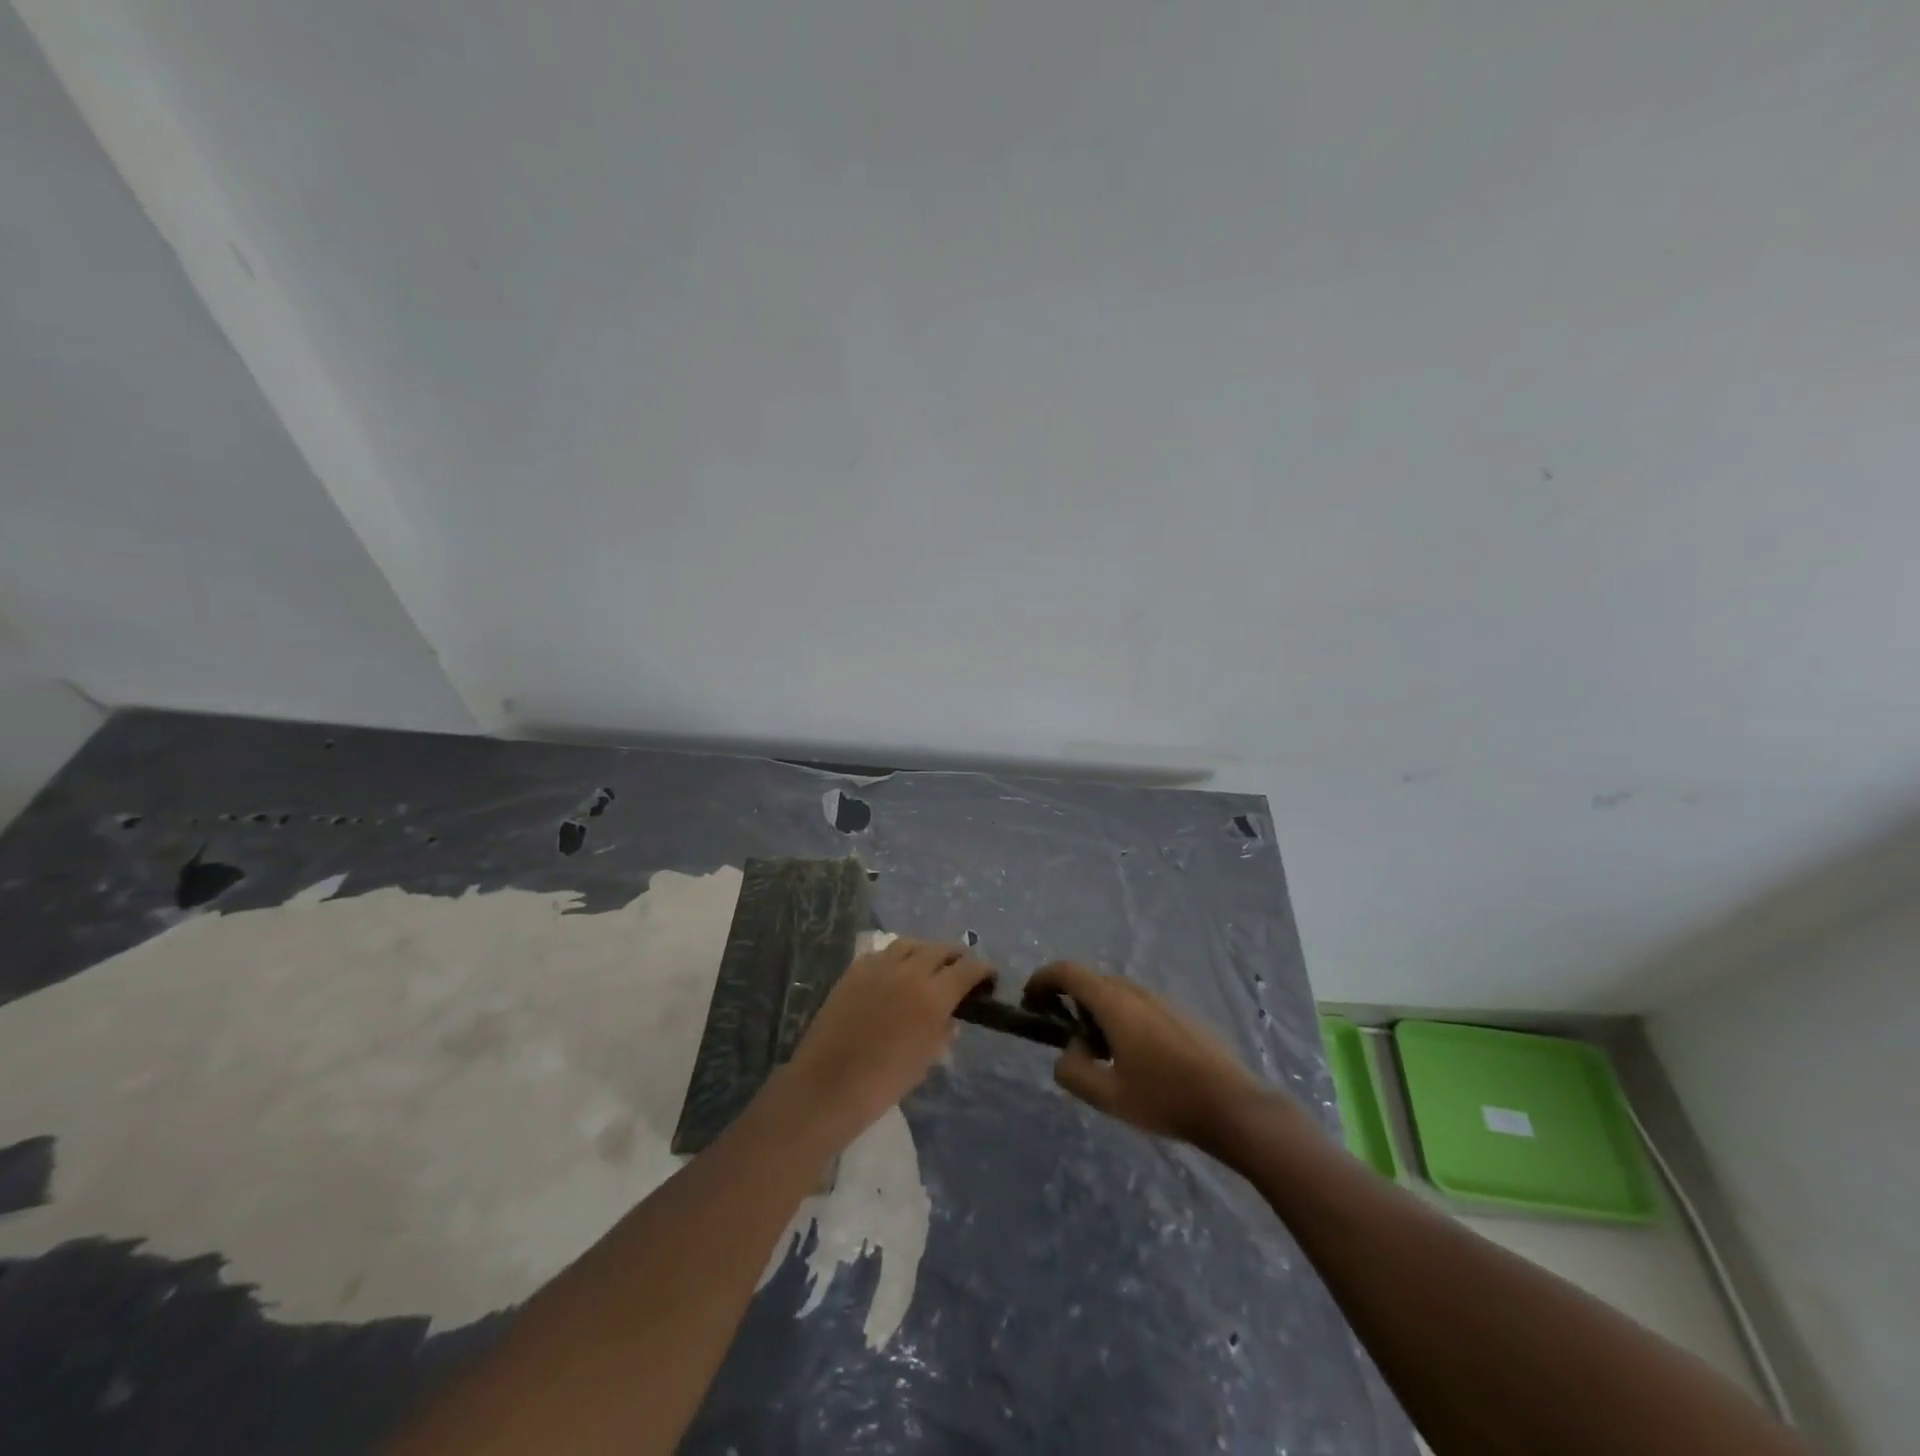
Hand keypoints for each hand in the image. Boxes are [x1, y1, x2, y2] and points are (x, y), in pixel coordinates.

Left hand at [780, 938, 993, 1147]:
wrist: (830, 1083)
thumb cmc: (885, 1081)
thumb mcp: (926, 1060)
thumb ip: (944, 1032)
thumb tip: (952, 1018)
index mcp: (934, 994)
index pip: (968, 968)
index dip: (983, 969)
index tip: (989, 978)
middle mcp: (911, 971)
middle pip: (941, 949)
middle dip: (957, 957)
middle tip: (960, 971)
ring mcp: (879, 966)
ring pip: (911, 943)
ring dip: (925, 952)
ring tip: (927, 966)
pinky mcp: (855, 969)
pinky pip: (882, 953)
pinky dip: (895, 958)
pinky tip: (894, 973)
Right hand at [1024, 961, 1267, 1149]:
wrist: (1233, 1106)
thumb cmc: (1165, 1098)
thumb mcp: (1107, 1095)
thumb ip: (1074, 1070)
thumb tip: (1069, 1050)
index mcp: (1114, 1002)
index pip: (1067, 971)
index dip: (1042, 979)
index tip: (1030, 1001)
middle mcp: (1136, 991)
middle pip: (1092, 982)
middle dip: (1070, 1002)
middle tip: (1065, 1038)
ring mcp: (1162, 1000)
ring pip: (1117, 994)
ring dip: (1098, 1013)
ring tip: (1100, 1054)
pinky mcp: (1181, 1014)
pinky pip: (1139, 1006)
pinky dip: (1122, 1019)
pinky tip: (1134, 1059)